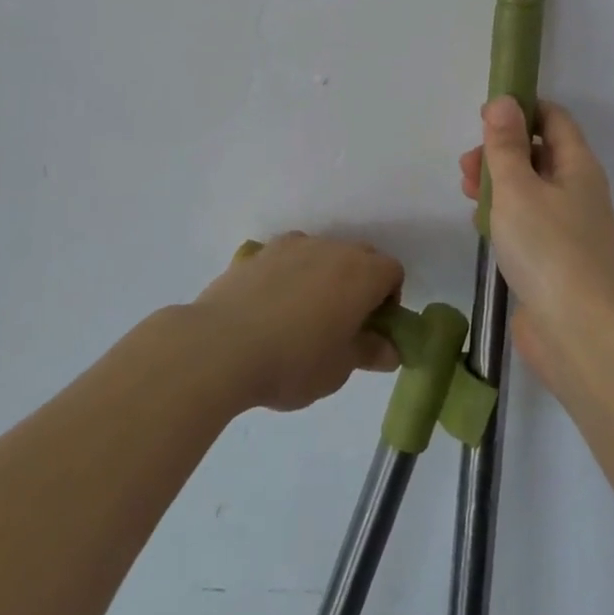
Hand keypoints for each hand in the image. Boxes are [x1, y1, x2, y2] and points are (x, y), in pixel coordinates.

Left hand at [194, 233, 403, 412]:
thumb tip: (389, 347)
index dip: (389, 300)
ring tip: (301, 317)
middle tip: (341, 325)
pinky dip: (289, 275)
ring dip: (324, 276)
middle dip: (359, 285)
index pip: (392, 271)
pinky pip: (288, 258)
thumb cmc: (292, 361)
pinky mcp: (260, 251)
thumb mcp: (338, 369)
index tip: (371, 330)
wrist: (221, 346)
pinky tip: (270, 309)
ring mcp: (294, 245)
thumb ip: (369, 352)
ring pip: (323, 254)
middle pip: (360, 257)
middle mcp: (332, 248)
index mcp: (361, 273)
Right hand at [459, 99, 613, 385]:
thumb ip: (505, 144)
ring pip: (530, 189)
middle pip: (538, 154)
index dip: (521, 110)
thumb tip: (504, 100)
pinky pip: (529, 222)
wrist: (579, 334)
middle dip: (501, 151)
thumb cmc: (547, 249)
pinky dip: (505, 215)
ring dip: (498, 183)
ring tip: (466, 193)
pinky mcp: (557, 260)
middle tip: (466, 165)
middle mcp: (579, 191)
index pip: (553, 119)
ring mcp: (570, 228)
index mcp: (578, 167)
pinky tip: (481, 227)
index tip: (484, 117)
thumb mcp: (517, 188)